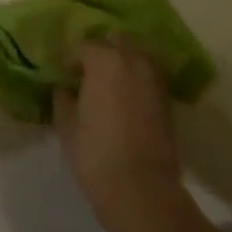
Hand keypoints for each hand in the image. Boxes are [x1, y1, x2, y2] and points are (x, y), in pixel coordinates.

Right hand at [56, 41, 183, 231]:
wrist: (142, 190)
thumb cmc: (96, 155)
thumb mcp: (67, 126)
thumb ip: (63, 99)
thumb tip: (65, 89)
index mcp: (105, 61)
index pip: (84, 46)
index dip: (71, 58)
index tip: (63, 73)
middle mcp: (133, 62)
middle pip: (116, 41)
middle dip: (101, 49)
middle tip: (87, 70)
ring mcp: (154, 80)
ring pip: (137, 55)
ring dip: (122, 61)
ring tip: (108, 82)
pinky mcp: (167, 100)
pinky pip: (149, 76)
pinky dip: (137, 78)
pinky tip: (124, 96)